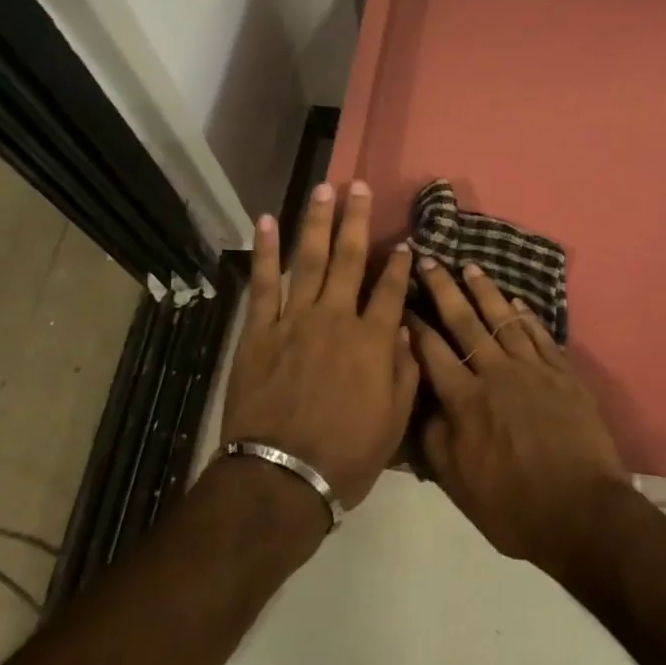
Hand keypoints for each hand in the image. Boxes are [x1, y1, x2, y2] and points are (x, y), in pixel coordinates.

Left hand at [222, 182, 417, 511]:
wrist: (281, 478)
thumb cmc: (345, 457)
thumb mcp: (393, 423)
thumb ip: (404, 371)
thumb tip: (404, 329)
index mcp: (373, 341)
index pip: (392, 290)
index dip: (400, 264)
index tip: (405, 241)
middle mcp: (336, 319)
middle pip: (350, 259)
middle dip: (357, 220)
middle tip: (361, 186)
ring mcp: (295, 320)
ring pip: (310, 260)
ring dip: (317, 222)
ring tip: (324, 189)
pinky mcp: (260, 331)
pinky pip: (263, 284)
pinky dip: (265, 252)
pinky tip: (265, 222)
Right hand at [407, 258, 630, 579]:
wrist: (583, 513)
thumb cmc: (514, 507)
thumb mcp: (459, 485)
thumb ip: (435, 440)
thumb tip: (422, 404)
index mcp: (466, 401)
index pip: (432, 352)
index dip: (414, 324)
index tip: (401, 300)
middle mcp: (496, 374)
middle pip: (465, 322)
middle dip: (444, 289)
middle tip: (430, 259)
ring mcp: (534, 370)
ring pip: (504, 320)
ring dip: (485, 291)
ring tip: (471, 267)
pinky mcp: (564, 374)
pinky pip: (540, 336)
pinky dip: (527, 316)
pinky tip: (517, 302)